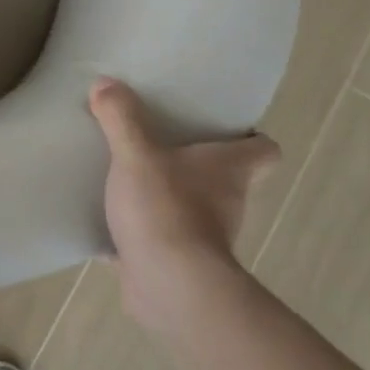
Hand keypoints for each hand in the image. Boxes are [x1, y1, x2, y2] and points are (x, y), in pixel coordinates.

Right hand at [88, 78, 278, 330]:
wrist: (169, 286)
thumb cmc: (166, 209)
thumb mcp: (136, 154)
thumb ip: (121, 118)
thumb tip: (105, 83)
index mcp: (230, 170)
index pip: (264, 150)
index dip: (249, 138)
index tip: (221, 128)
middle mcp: (228, 202)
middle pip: (225, 178)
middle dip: (196, 164)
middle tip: (158, 144)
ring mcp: (204, 236)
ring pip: (192, 208)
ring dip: (168, 196)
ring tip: (128, 178)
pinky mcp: (177, 262)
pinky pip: (159, 239)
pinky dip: (142, 231)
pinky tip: (110, 220)